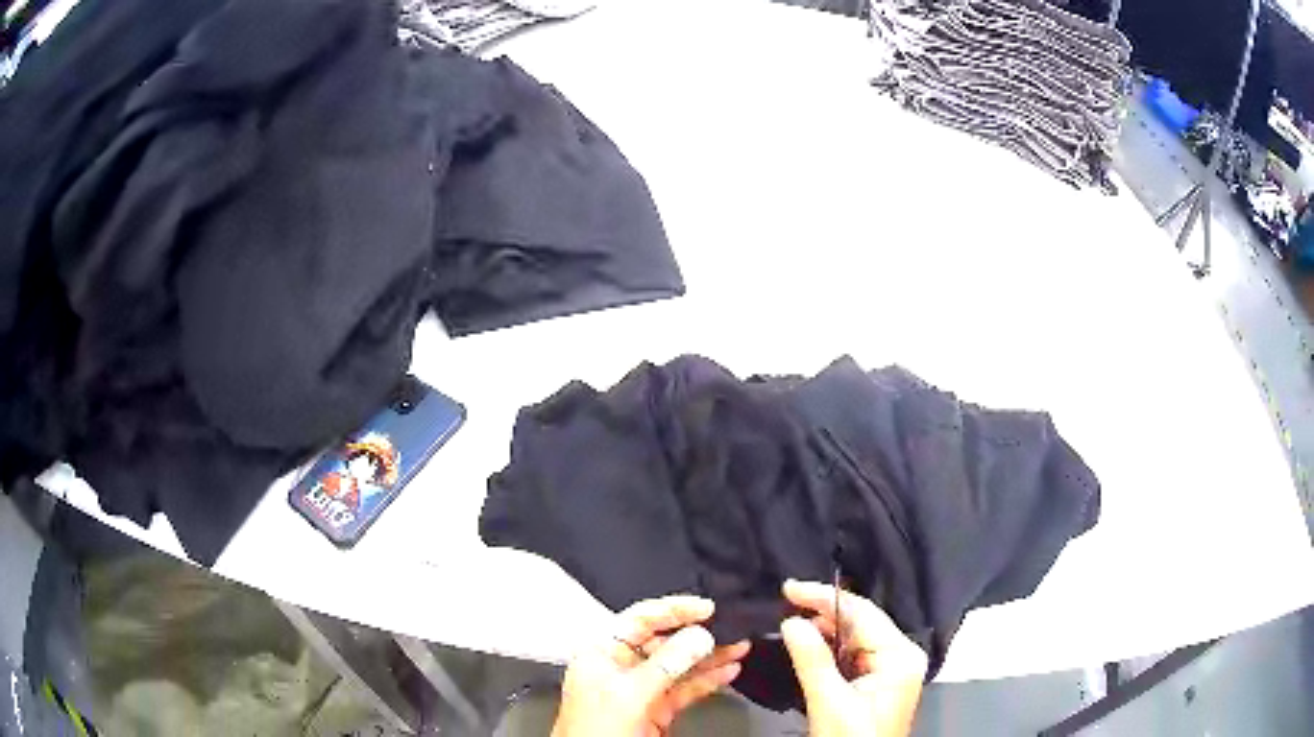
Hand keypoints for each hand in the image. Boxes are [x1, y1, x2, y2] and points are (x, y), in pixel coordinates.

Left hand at [551, 595, 750, 736]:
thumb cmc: (592, 732)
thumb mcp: (629, 693)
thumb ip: (666, 664)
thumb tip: (698, 637)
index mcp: (601, 653)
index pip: (640, 619)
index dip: (674, 609)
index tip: (706, 608)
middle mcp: (621, 667)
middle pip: (664, 641)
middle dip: (698, 635)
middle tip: (729, 628)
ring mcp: (640, 689)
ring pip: (680, 665)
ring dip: (711, 657)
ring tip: (739, 646)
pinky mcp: (656, 709)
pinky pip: (686, 688)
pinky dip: (709, 680)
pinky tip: (728, 671)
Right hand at [781, 580, 927, 736]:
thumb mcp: (829, 703)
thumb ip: (812, 660)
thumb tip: (791, 621)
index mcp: (899, 656)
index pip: (862, 614)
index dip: (825, 597)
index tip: (789, 588)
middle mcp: (901, 655)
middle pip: (861, 622)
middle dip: (824, 611)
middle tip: (786, 601)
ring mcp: (891, 668)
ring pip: (855, 636)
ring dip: (825, 629)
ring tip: (792, 620)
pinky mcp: (878, 681)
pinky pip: (853, 654)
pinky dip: (829, 648)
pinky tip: (808, 643)